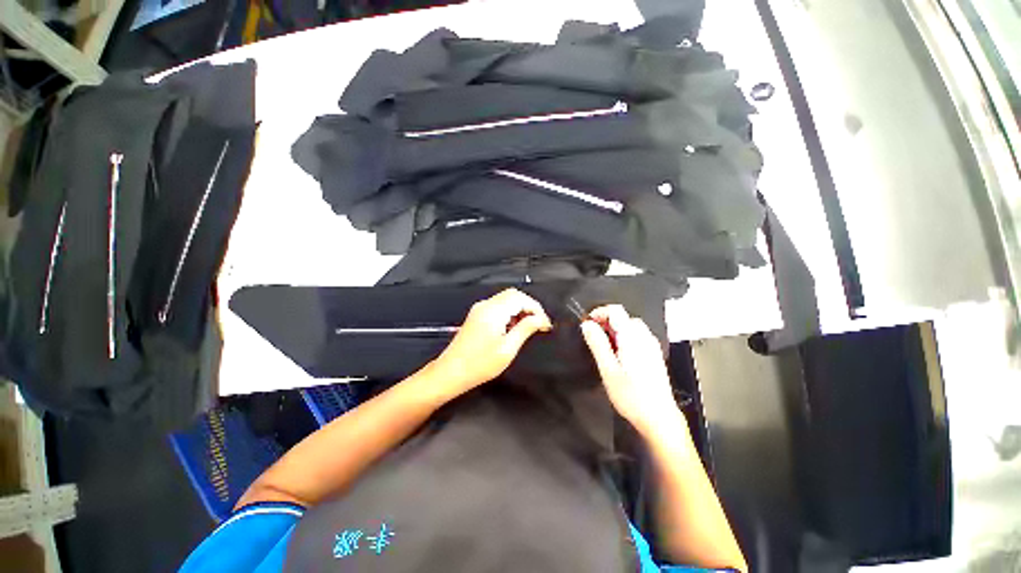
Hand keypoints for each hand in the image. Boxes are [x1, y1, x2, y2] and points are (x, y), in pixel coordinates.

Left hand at [426, 289, 551, 397]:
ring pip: (506, 300)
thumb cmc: (480, 364)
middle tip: (539, 324)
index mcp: (493, 311)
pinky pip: (498, 307)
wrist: (451, 372)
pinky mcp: (477, 316)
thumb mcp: (508, 348)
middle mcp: (486, 305)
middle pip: (513, 295)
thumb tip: (541, 319)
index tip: (545, 324)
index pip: (520, 298)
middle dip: (529, 307)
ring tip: (529, 328)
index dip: (536, 308)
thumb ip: (526, 329)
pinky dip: (510, 313)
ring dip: (520, 310)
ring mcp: (479, 309)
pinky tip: (513, 329)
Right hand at [580, 305, 679, 433]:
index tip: (587, 323)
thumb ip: (597, 343)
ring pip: (631, 326)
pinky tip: (619, 355)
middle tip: (593, 337)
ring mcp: (652, 346)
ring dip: (615, 330)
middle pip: (624, 317)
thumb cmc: (631, 395)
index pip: (616, 311)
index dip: (599, 312)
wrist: (658, 417)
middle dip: (606, 322)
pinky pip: (638, 336)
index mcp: (632, 337)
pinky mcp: (654, 355)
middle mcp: (645, 337)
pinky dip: (625, 337)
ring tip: (604, 347)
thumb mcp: (608, 369)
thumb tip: (586, 324)